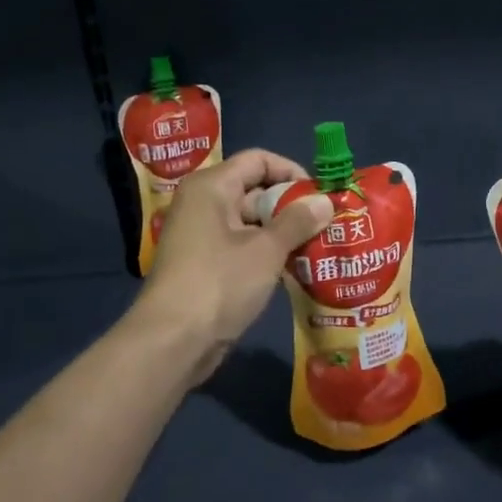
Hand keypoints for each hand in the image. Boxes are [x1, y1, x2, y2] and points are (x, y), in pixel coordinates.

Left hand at [133, 149, 333, 382]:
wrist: (172, 341)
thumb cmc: (220, 283)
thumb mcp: (266, 250)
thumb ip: (298, 221)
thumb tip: (326, 201)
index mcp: (212, 187)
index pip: (258, 160)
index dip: (292, 172)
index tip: (320, 198)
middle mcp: (203, 204)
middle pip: (255, 191)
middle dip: (292, 207)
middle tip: (328, 226)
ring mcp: (202, 236)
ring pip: (251, 224)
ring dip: (283, 235)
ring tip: (320, 249)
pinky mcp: (205, 266)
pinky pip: (242, 248)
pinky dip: (267, 255)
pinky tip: (295, 271)